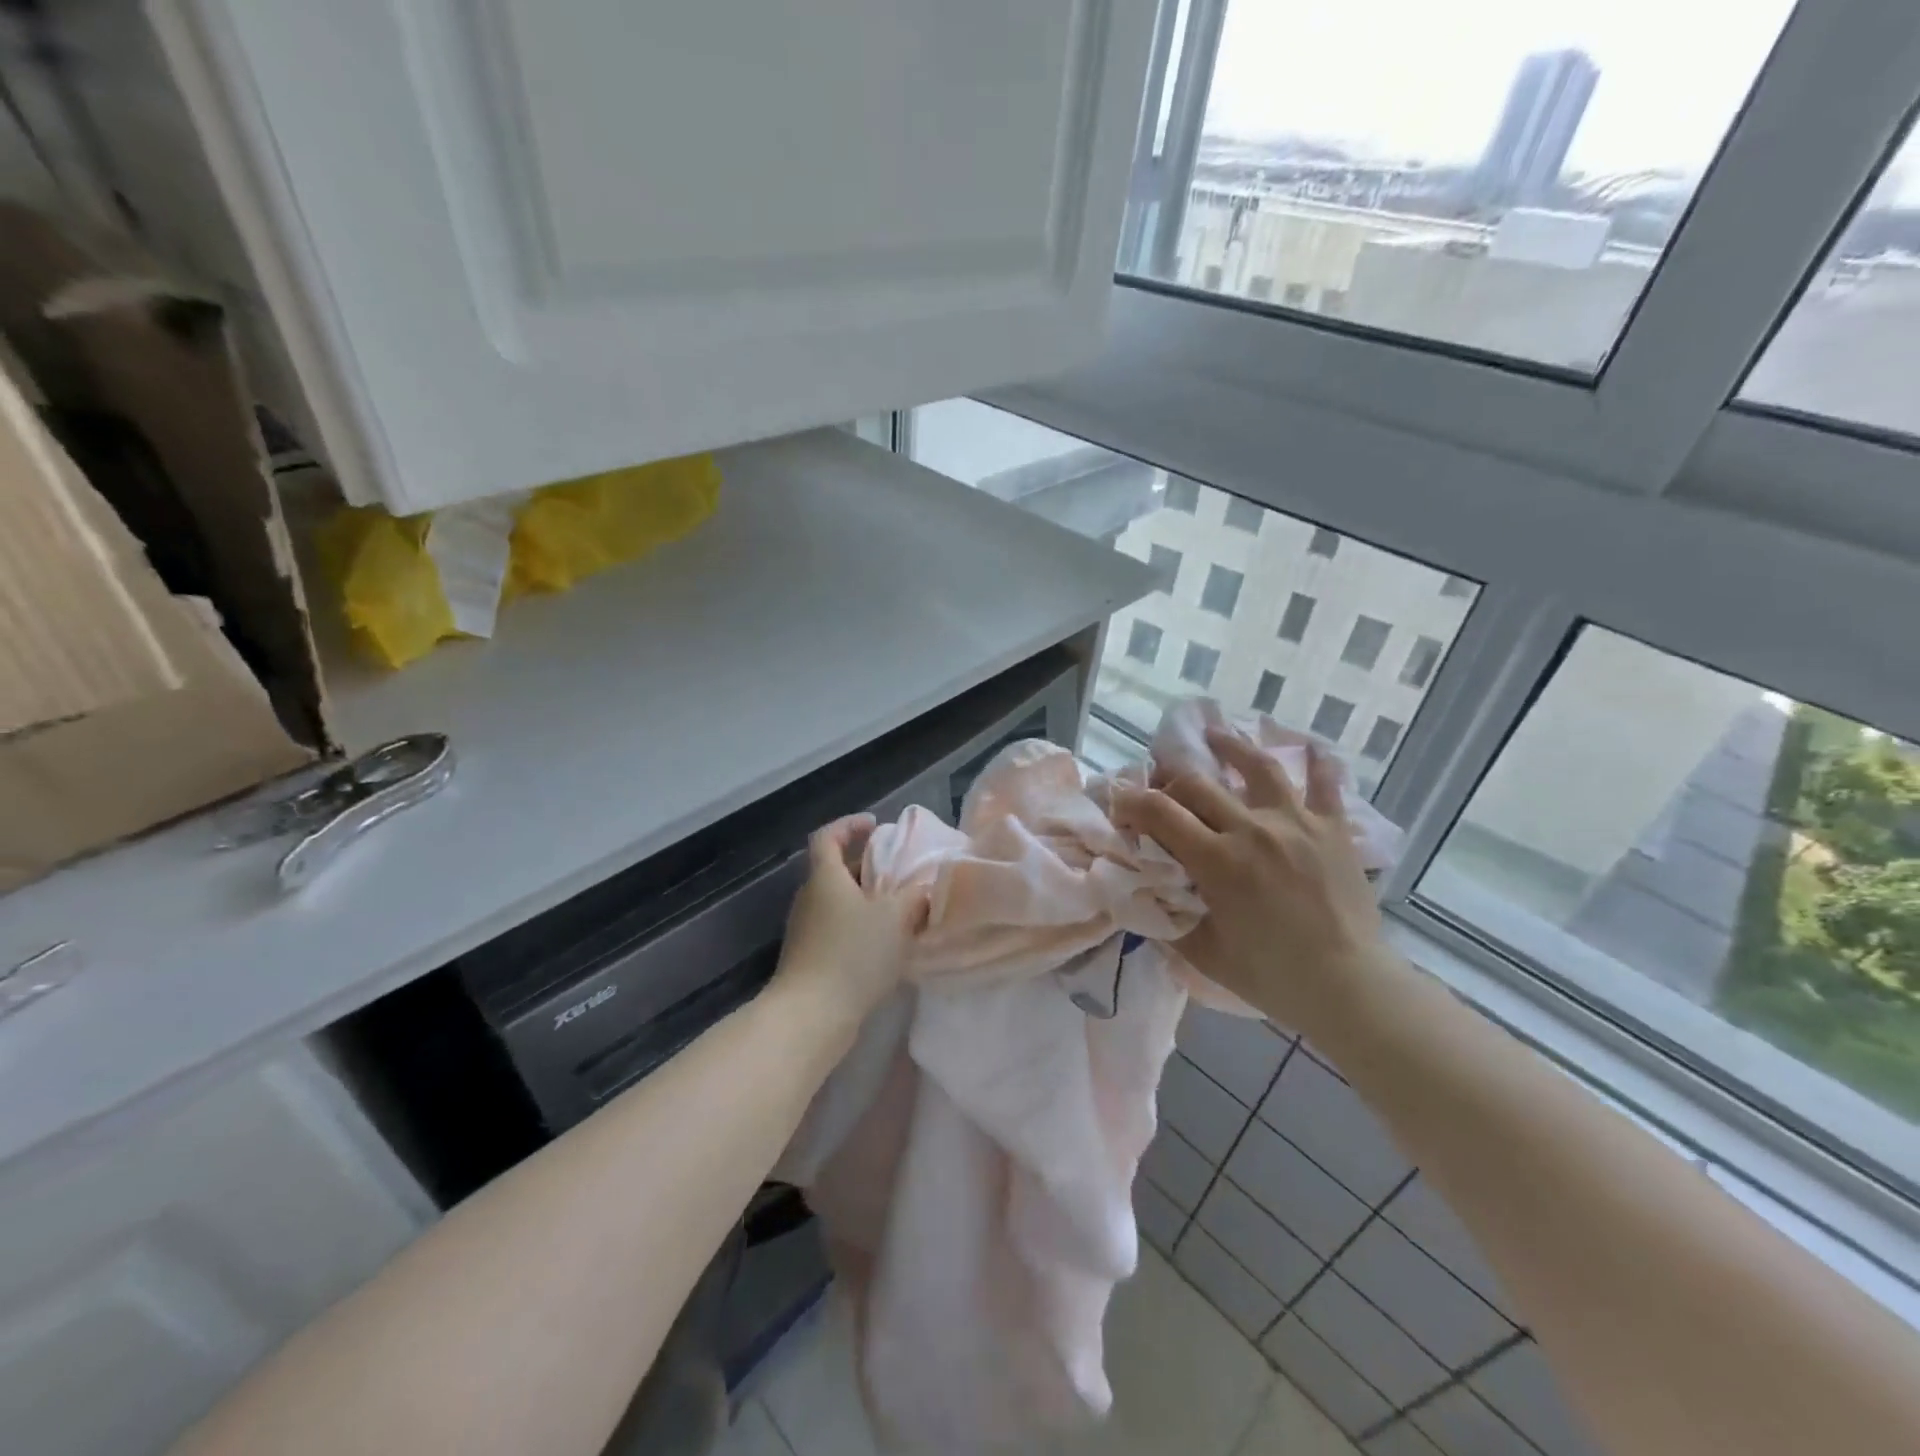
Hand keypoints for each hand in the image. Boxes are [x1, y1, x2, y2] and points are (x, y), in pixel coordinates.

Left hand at [771, 814, 927, 1032]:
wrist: (811, 1015)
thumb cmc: (853, 954)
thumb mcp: (895, 918)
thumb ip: (914, 896)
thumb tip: (924, 886)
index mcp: (825, 877)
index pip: (828, 836)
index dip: (849, 825)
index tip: (875, 825)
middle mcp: (810, 898)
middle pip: (835, 869)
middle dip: (867, 866)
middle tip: (899, 871)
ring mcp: (806, 929)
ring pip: (838, 901)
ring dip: (866, 900)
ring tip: (900, 908)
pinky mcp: (809, 958)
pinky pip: (837, 928)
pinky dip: (859, 926)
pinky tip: (885, 944)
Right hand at [1112, 728, 1389, 1036]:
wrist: (1349, 987)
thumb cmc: (1272, 976)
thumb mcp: (1203, 953)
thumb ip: (1168, 918)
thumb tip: (1144, 893)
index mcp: (1217, 861)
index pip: (1159, 812)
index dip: (1131, 801)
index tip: (1120, 804)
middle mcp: (1253, 829)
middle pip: (1198, 783)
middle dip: (1170, 780)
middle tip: (1162, 788)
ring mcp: (1297, 823)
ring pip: (1258, 766)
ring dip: (1230, 747)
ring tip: (1215, 735)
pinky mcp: (1333, 829)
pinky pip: (1325, 784)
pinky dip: (1317, 763)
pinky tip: (1309, 746)